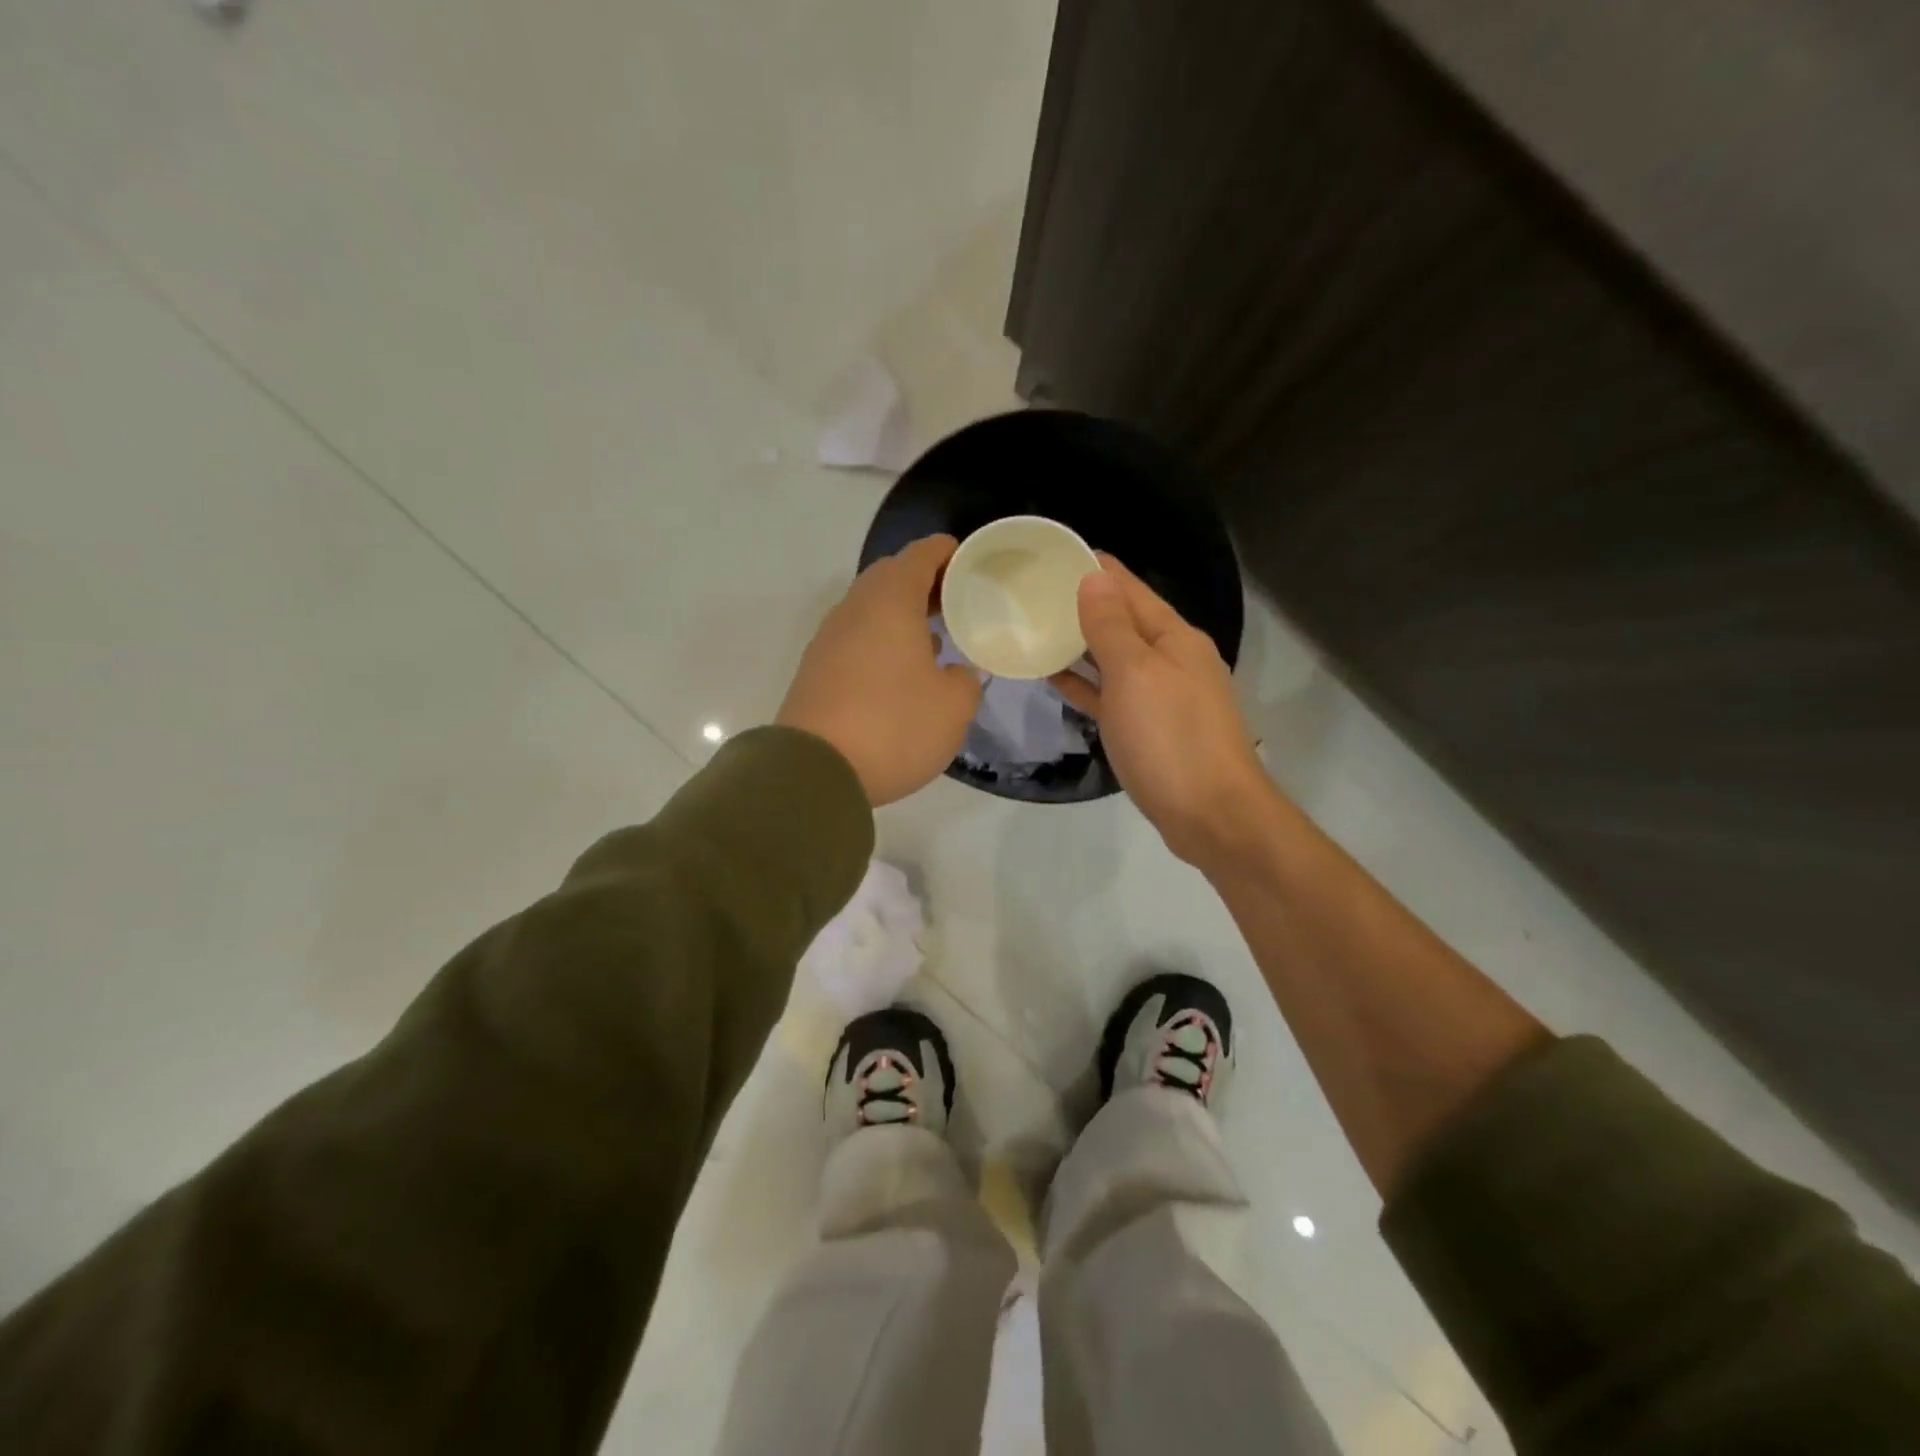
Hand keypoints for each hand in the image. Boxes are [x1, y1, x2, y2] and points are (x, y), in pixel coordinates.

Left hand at [778, 535, 981, 805]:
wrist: (813, 770)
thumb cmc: (893, 725)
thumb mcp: (953, 706)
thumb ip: (965, 681)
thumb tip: (954, 674)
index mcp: (890, 601)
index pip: (921, 555)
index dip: (947, 553)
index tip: (969, 562)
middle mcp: (854, 609)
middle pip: (891, 577)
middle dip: (924, 583)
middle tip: (955, 602)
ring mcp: (828, 640)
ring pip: (870, 609)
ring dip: (901, 615)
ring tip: (934, 637)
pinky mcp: (815, 671)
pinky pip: (855, 640)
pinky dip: (881, 641)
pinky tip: (900, 671)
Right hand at [1052, 556, 1275, 868]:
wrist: (1212, 815)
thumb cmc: (1171, 738)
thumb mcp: (1136, 674)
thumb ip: (1111, 626)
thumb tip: (1093, 578)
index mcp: (1174, 637)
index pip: (1129, 588)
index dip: (1094, 568)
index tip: (1051, 553)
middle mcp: (1170, 659)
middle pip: (1122, 621)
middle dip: (1082, 604)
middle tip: (1031, 592)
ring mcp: (1160, 696)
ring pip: (1113, 658)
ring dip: (1079, 644)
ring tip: (1035, 628)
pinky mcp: (1148, 729)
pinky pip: (1110, 694)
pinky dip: (1085, 683)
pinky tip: (1054, 677)